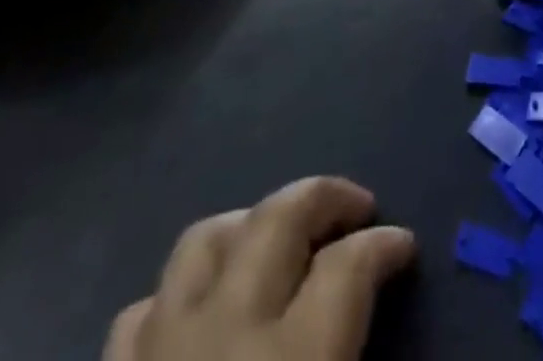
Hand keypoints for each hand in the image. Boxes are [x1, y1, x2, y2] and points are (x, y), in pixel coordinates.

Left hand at [105, 178, 416, 360]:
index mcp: (291, 358)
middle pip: (278, 220)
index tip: (402, 245)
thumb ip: (351, 345)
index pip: (349, 267)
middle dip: (324, 198)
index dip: (384, 246)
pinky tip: (197, 311)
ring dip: (248, 228)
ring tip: (276, 241)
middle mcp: (225, 332)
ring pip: (203, 243)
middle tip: (356, 208)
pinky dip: (176, 297)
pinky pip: (140, 312)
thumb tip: (375, 293)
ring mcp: (159, 350)